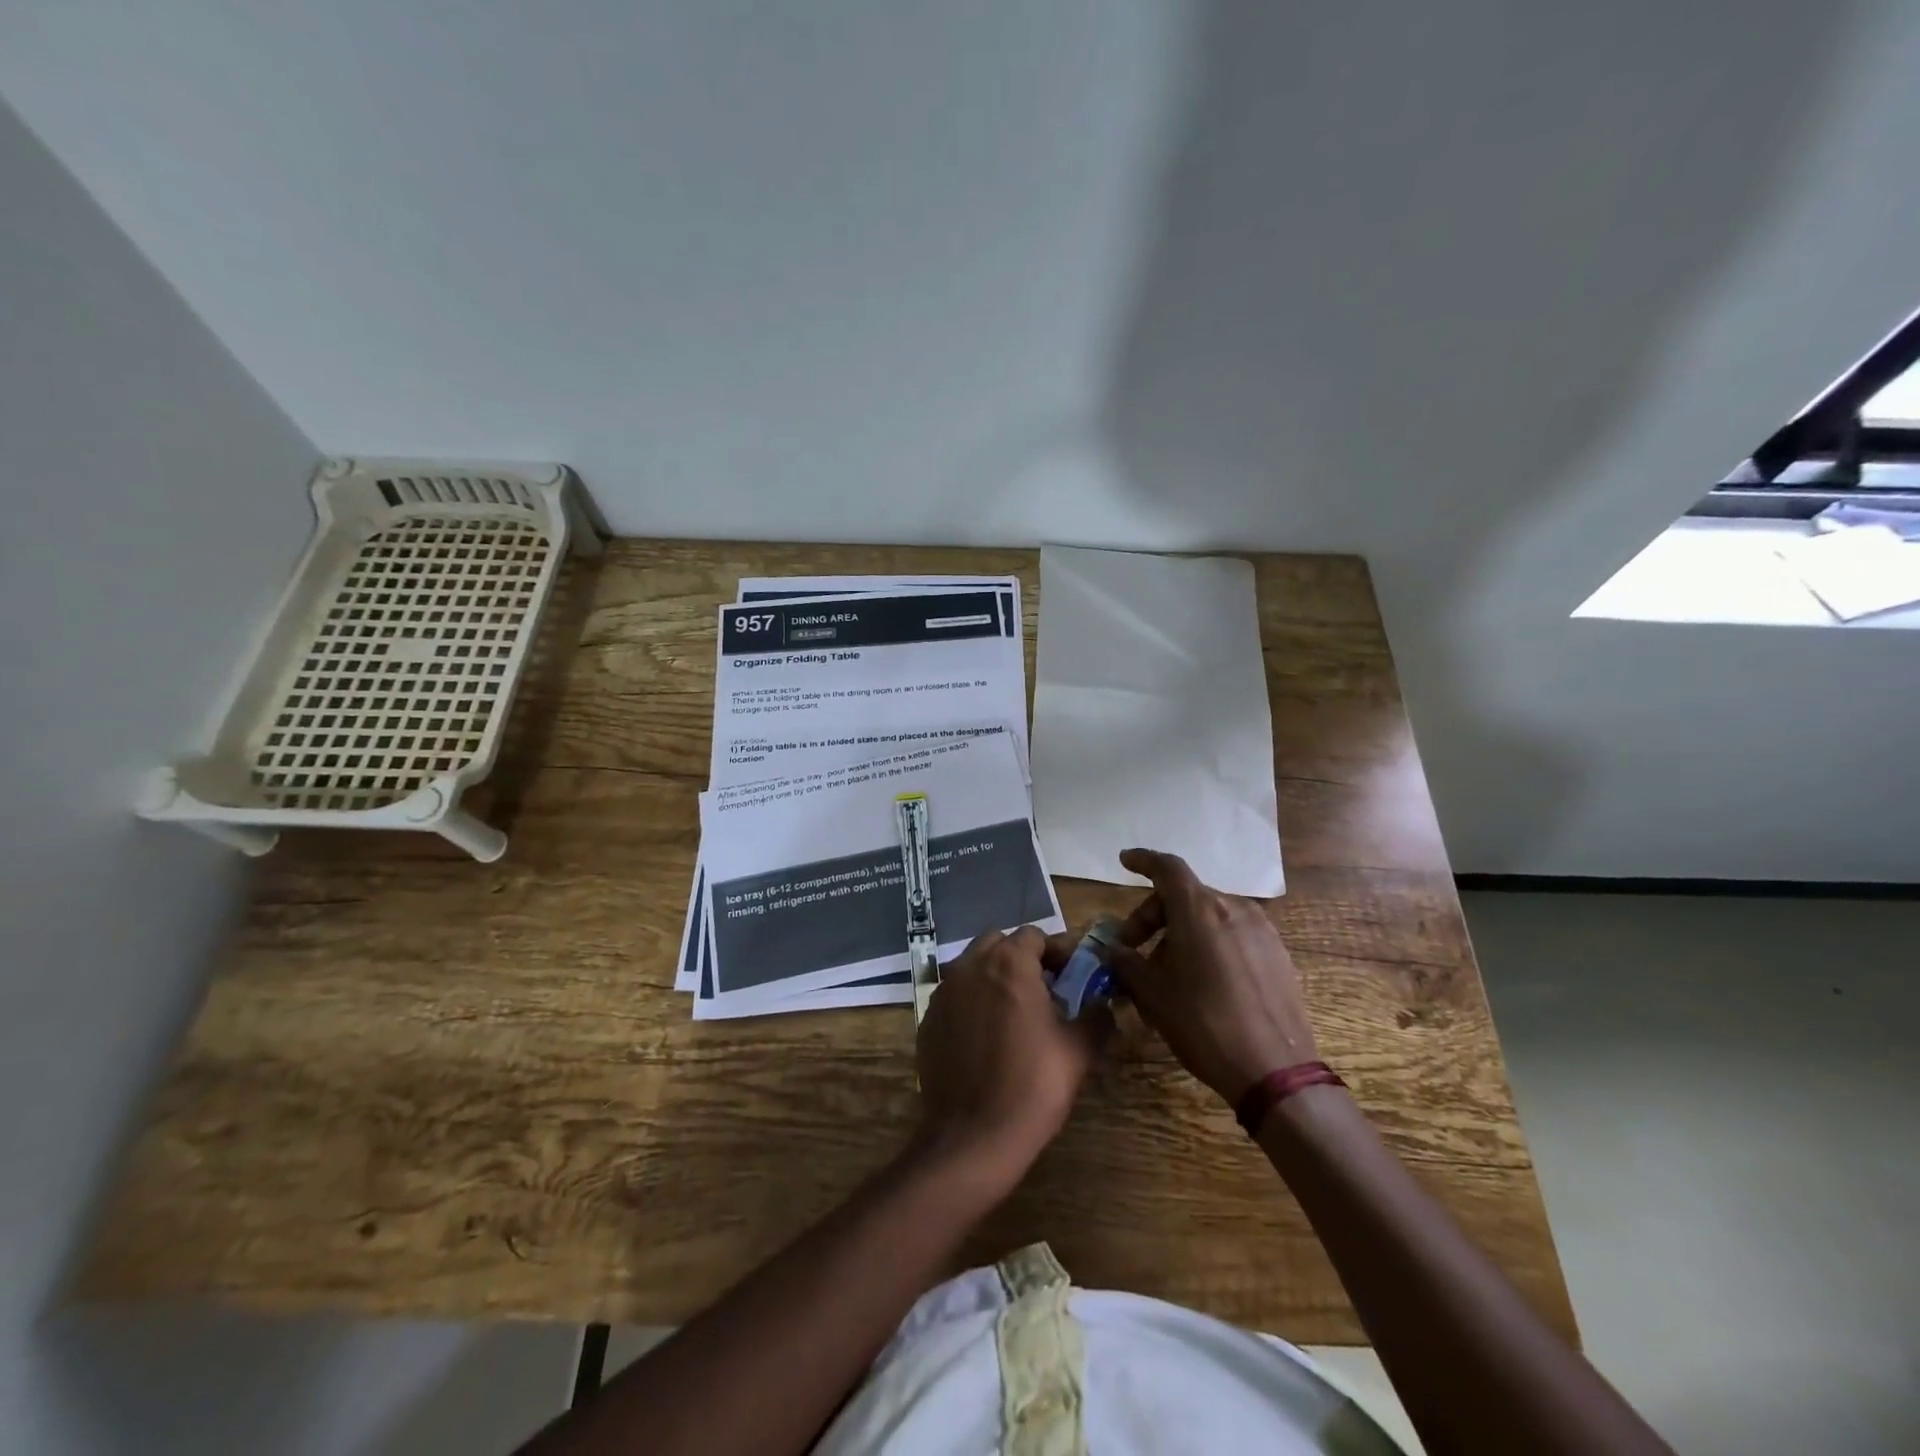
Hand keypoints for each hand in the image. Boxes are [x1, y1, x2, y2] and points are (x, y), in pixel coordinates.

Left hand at [915, 926, 1105, 1187]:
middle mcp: (971, 966)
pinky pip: (955, 994)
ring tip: (1016, 1012)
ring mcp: (944, 991)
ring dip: (995, 976)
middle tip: (1045, 990)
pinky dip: (973, 1001)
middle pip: (999, 943)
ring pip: (973, 965)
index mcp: (1009, 964)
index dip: (1057, 952)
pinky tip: (987, 1036)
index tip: (1073, 976)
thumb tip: (1104, 1004)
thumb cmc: (1032, 1086)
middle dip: (1023, 958)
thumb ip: (1096, 1017)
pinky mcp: (928, 1017)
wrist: (972, 1136)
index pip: (1035, 935)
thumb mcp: (1078, 1051)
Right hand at [1105, 848, 1318, 1104]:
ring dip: (1181, 932)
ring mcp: (1260, 930)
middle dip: (1154, 916)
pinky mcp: (1277, 954)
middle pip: (1185, 895)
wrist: (1275, 1070)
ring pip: (1209, 916)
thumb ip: (1126, 962)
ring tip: (1167, 972)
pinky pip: (1233, 934)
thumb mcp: (1152, 993)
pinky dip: (1209, 944)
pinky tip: (1202, 981)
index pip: (1167, 868)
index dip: (1143, 861)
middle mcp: (1233, 908)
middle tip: (1133, 949)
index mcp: (1199, 909)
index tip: (1124, 861)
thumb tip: (1110, 949)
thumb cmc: (1203, 1023)